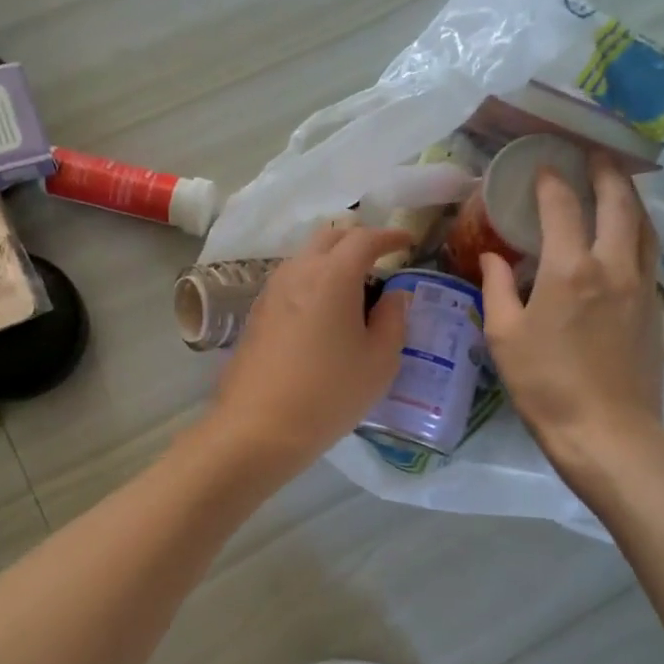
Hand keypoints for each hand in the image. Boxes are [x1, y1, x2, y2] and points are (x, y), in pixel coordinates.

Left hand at [206, 226, 412, 477]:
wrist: (258, 427)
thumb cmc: (329, 393)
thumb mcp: (379, 361)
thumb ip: (394, 319)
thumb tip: (394, 294)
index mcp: (333, 276)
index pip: (364, 238)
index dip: (389, 236)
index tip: (406, 243)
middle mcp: (298, 271)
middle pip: (329, 237)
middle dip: (358, 240)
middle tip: (380, 260)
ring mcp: (272, 290)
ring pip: (306, 257)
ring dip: (331, 260)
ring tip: (353, 288)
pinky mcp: (257, 313)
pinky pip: (290, 281)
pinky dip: (312, 281)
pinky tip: (322, 312)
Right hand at [480, 155, 663, 487]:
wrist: (608, 432)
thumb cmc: (545, 385)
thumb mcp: (504, 337)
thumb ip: (497, 288)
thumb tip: (492, 256)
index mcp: (570, 269)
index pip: (562, 207)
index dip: (551, 181)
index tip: (542, 166)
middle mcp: (613, 265)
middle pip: (618, 202)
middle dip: (605, 171)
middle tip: (593, 153)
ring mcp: (641, 285)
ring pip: (643, 224)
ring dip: (630, 196)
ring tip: (616, 183)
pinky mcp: (655, 307)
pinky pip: (649, 252)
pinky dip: (638, 229)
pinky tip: (627, 234)